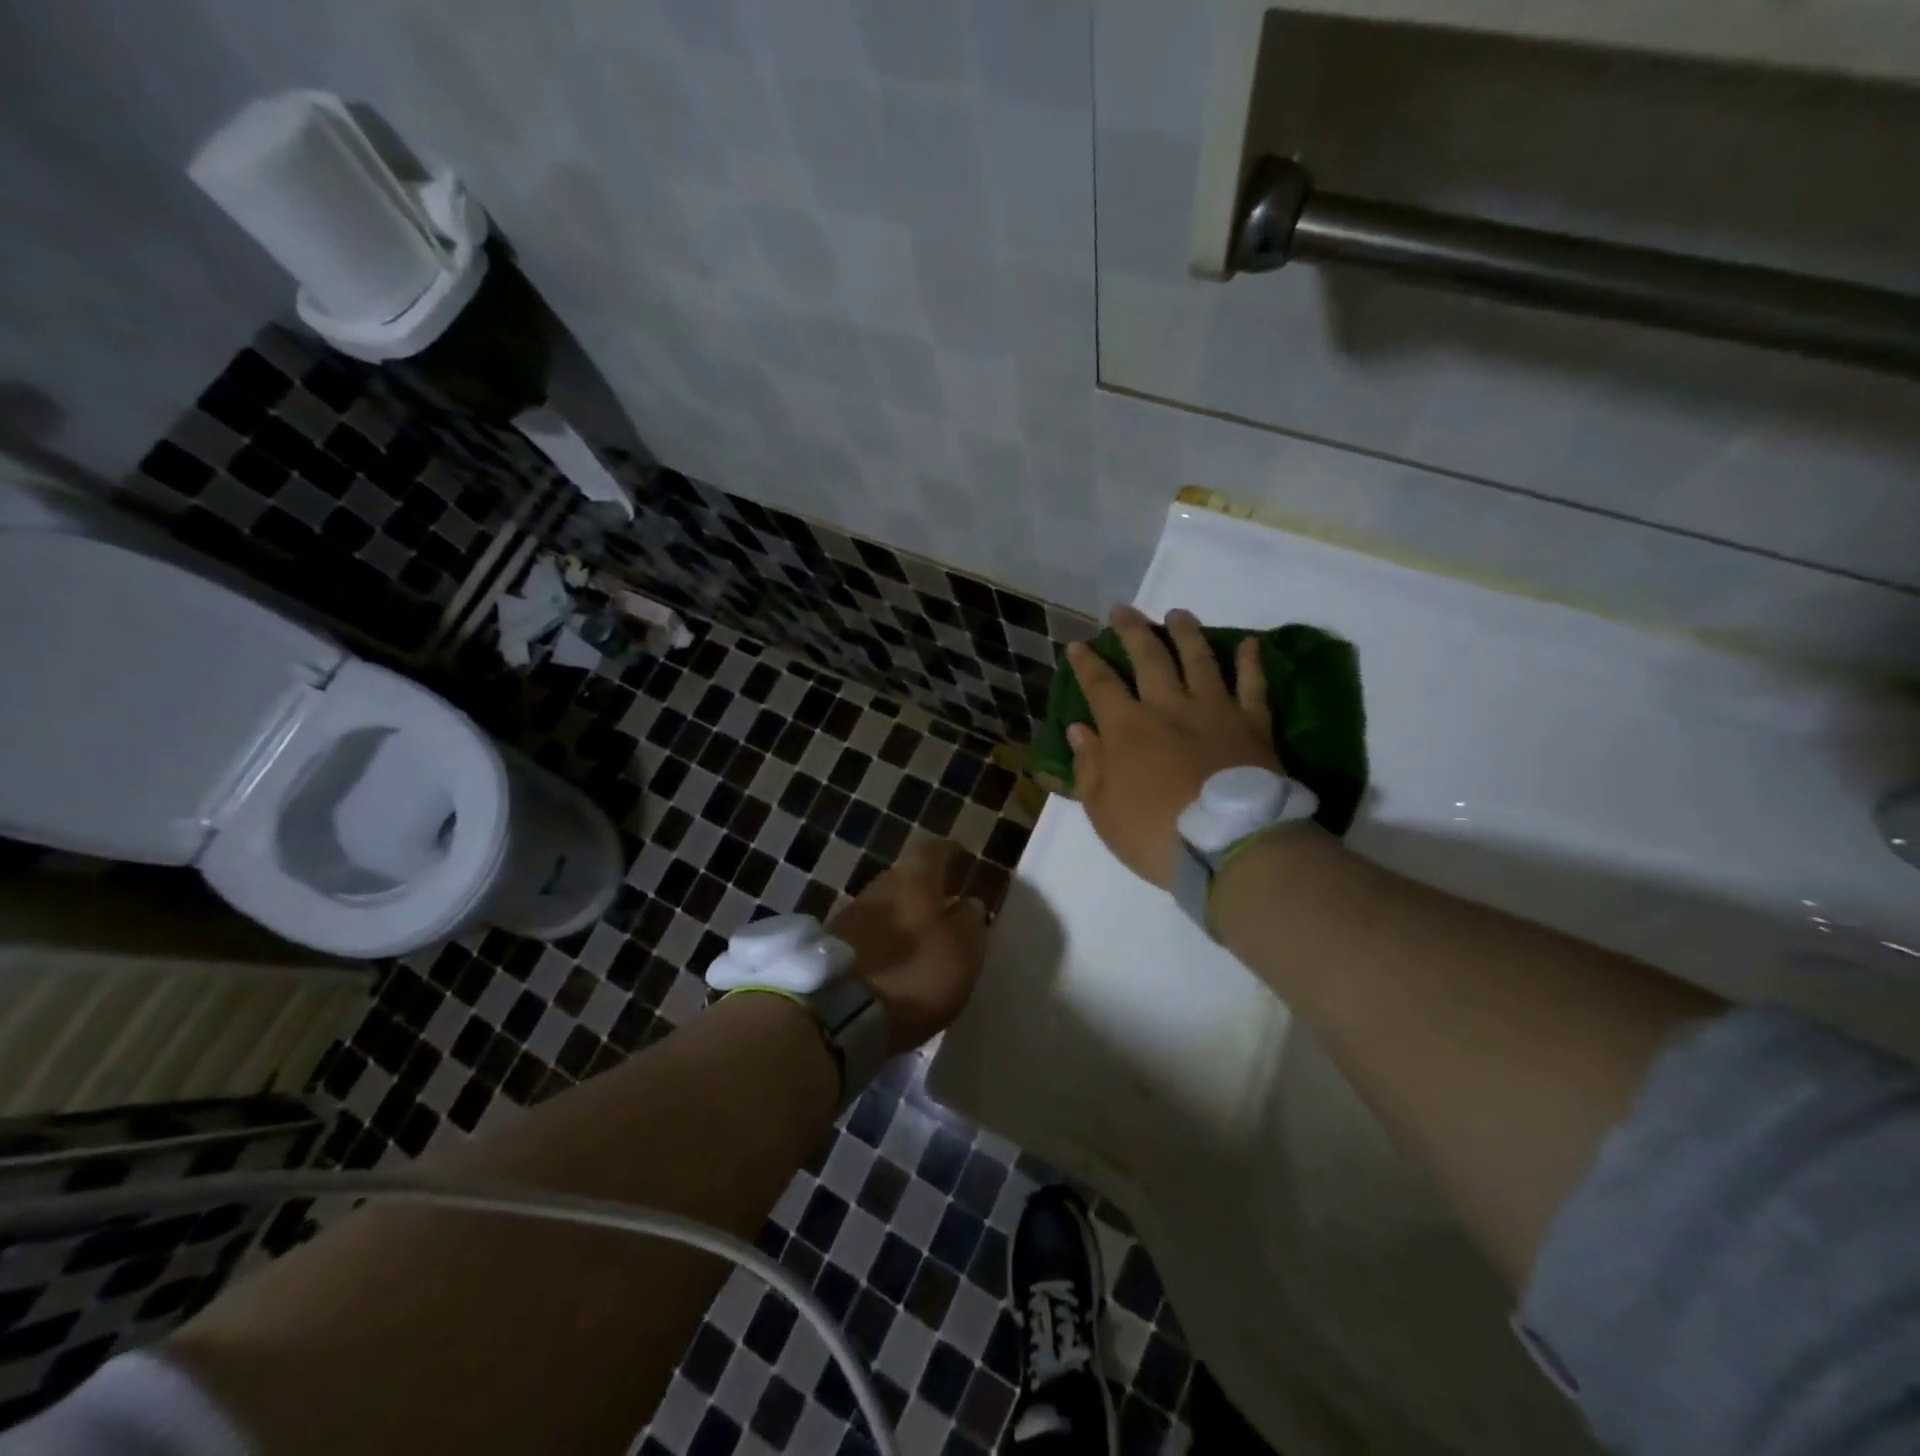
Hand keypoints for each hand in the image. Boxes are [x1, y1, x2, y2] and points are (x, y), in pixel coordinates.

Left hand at [830, 838, 988, 1053]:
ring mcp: (850, 914)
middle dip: (924, 885)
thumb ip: (970, 922)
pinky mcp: (831, 945)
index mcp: (914, 880)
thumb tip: (969, 903)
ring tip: (918, 933)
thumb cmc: (914, 974)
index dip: (949, 852)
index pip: (934, 851)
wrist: (836, 1012)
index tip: (960, 855)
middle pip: (905, 876)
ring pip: (885, 904)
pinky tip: (892, 955)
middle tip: (942, 900)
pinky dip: (882, 937)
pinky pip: (866, 930)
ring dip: (902, 913)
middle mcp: (880, 887)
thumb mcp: (961, 952)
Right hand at [1068, 605, 1280, 890]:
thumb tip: (1079, 729)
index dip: (1087, 663)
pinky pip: (1253, 685)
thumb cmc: (1155, 835)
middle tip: (1123, 610)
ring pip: (1199, 659)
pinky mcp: (1253, 724)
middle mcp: (1168, 707)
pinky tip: (1250, 643)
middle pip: (1149, 657)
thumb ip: (1089, 767)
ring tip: (1178, 614)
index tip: (1079, 645)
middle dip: (1132, 631)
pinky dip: (1251, 662)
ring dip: (1186, 633)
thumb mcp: (1103, 811)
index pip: (1100, 685)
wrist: (1230, 847)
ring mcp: (1214, 711)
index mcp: (1127, 729)